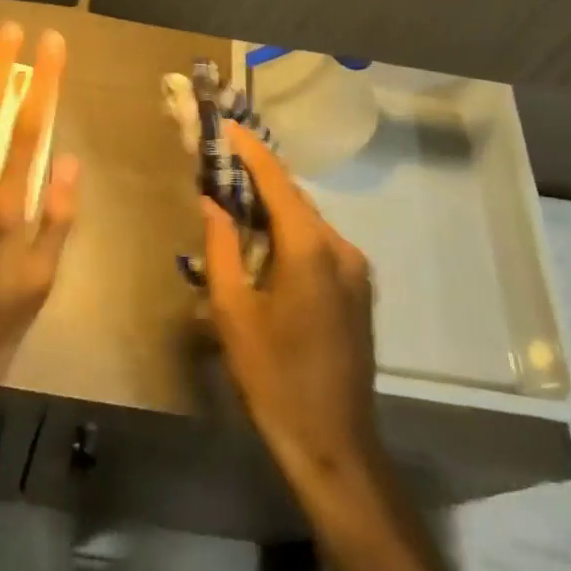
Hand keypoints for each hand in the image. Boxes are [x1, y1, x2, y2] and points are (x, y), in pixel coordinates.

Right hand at [203, 121, 384, 499]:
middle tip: (218, 167)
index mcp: (310, 248)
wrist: (334, 444)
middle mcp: (340, 247)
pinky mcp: (358, 289)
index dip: (249, 150)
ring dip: (272, 208)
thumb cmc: (273, 377)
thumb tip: (212, 202)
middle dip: (257, 178)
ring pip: (307, 221)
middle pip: (293, 198)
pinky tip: (263, 245)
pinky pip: (319, 244)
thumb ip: (220, 247)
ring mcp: (356, 268)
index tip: (225, 126)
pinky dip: (289, 232)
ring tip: (233, 202)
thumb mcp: (233, 312)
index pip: (276, 181)